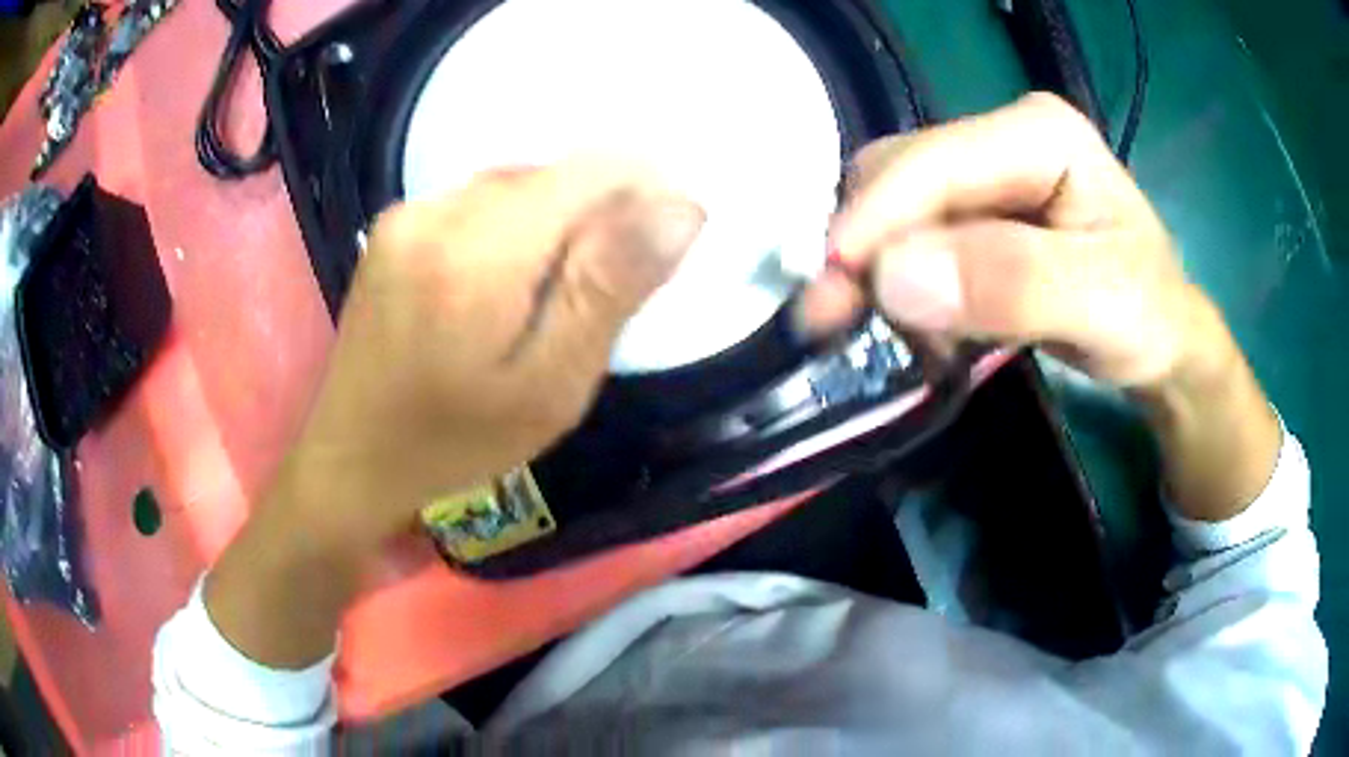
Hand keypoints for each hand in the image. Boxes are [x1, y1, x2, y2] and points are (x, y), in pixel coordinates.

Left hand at [290, 158, 705, 549]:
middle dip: (596, 218)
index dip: (644, 191)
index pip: (590, 170)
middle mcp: (438, 210)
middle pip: (553, 175)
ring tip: (547, 298)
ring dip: (554, 225)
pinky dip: (512, 230)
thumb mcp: (549, 386)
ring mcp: (408, 213)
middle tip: (598, 298)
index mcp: (477, 250)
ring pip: (517, 186)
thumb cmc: (454, 442)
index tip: (662, 244)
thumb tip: (679, 208)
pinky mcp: (394, 225)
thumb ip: (609, 288)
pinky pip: (479, 202)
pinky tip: (501, 288)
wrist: (353, 458)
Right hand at [802, 92, 1207, 387]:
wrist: (1160, 339)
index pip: (935, 159)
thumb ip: (1012, 284)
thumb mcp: (1103, 302)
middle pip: (899, 177)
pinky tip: (919, 328)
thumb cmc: (1148, 314)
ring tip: (893, 336)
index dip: (877, 216)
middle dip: (865, 248)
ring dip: (878, 274)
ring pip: (894, 212)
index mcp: (1039, 133)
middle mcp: (1000, 139)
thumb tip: (895, 278)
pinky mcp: (974, 216)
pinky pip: (910, 244)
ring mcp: (984, 176)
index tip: (833, 285)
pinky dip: (900, 289)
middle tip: (838, 323)